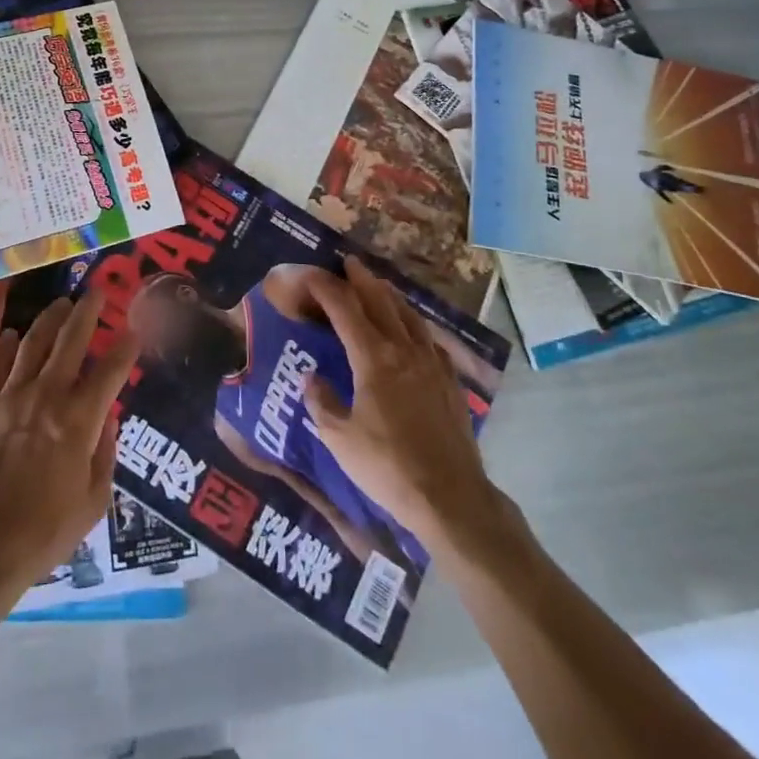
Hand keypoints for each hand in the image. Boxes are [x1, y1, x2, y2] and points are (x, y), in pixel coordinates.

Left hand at [0, 285, 139, 593]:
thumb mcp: (91, 504)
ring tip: (60, 304)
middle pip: (70, 342)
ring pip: (31, 345)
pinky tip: (8, 335)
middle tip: (97, 292)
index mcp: (78, 420)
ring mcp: (8, 399)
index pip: (110, 371)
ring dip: (48, 321)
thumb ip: (103, 457)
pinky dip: (0, 348)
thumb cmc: (41, 534)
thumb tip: (106, 423)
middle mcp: (46, 397)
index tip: (134, 330)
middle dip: (86, 313)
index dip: (125, 347)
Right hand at [301, 256, 510, 552]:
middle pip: (380, 301)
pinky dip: (415, 324)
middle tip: (348, 262)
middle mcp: (404, 349)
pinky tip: (414, 330)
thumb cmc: (388, 466)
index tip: (308, 273)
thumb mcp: (340, 439)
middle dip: (361, 279)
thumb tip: (313, 377)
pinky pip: (430, 339)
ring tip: (379, 285)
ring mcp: (432, 363)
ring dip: (390, 295)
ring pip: (409, 315)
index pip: (344, 309)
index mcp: (373, 358)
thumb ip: (322, 402)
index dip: (324, 287)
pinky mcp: (451, 381)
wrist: (450, 496)